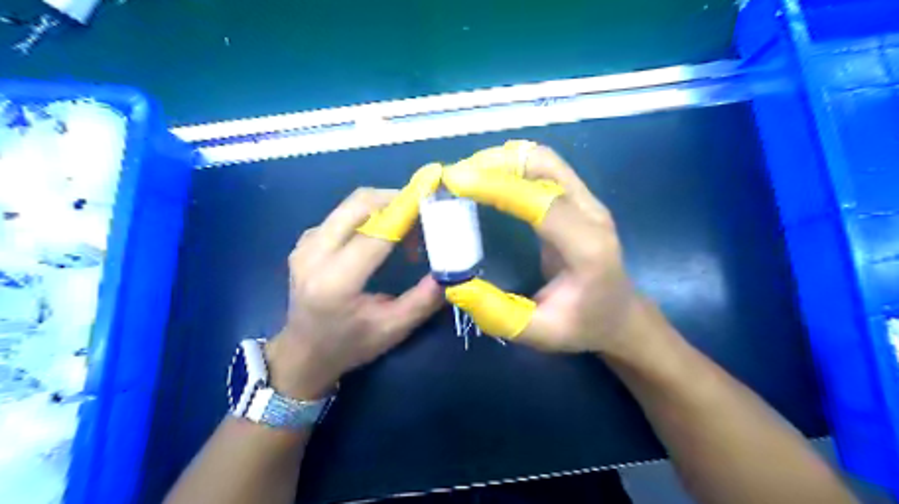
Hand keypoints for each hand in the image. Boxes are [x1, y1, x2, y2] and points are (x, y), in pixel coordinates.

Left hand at [269, 168, 445, 398]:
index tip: (434, 199)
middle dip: (397, 199)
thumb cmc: (349, 345)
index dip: (407, 211)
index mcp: (335, 281)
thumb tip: (451, 270)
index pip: (376, 232)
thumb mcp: (393, 329)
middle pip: (360, 204)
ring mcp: (305, 243)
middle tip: (424, 213)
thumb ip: (424, 299)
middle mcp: (314, 254)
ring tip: (407, 230)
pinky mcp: (305, 240)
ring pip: (351, 205)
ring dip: (384, 207)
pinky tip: (382, 236)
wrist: (302, 353)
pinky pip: (342, 214)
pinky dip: (369, 215)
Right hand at [442, 140, 638, 356]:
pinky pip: (544, 168)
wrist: (619, 314)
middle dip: (495, 164)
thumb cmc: (583, 326)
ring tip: (467, 175)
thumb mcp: (540, 334)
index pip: (543, 203)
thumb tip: (455, 285)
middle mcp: (592, 214)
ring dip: (503, 160)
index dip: (499, 187)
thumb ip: (498, 314)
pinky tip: (489, 177)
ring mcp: (588, 202)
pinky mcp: (578, 198)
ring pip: (544, 160)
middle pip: (545, 166)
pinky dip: (513, 165)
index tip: (455, 181)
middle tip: (454, 178)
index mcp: (588, 249)